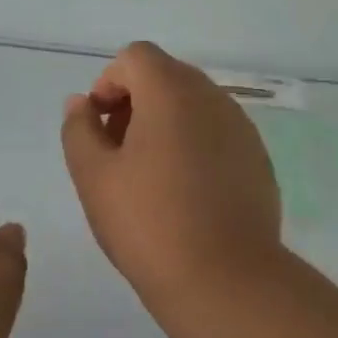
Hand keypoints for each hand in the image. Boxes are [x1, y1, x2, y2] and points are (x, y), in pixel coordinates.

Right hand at [60, 42, 283, 306]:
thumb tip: (82, 102)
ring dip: (165, 123)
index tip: (99, 126)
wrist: (226, 281)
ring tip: (149, 176)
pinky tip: (185, 194)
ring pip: (194, 105)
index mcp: (172, 92)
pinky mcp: (258, 159)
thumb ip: (79, 128)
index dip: (109, 82)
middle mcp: (213, 98)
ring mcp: (242, 128)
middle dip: (135, 102)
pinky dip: (194, 145)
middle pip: (167, 76)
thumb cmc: (149, 223)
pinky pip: (217, 133)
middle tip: (117, 152)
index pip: (136, 57)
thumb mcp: (93, 176)